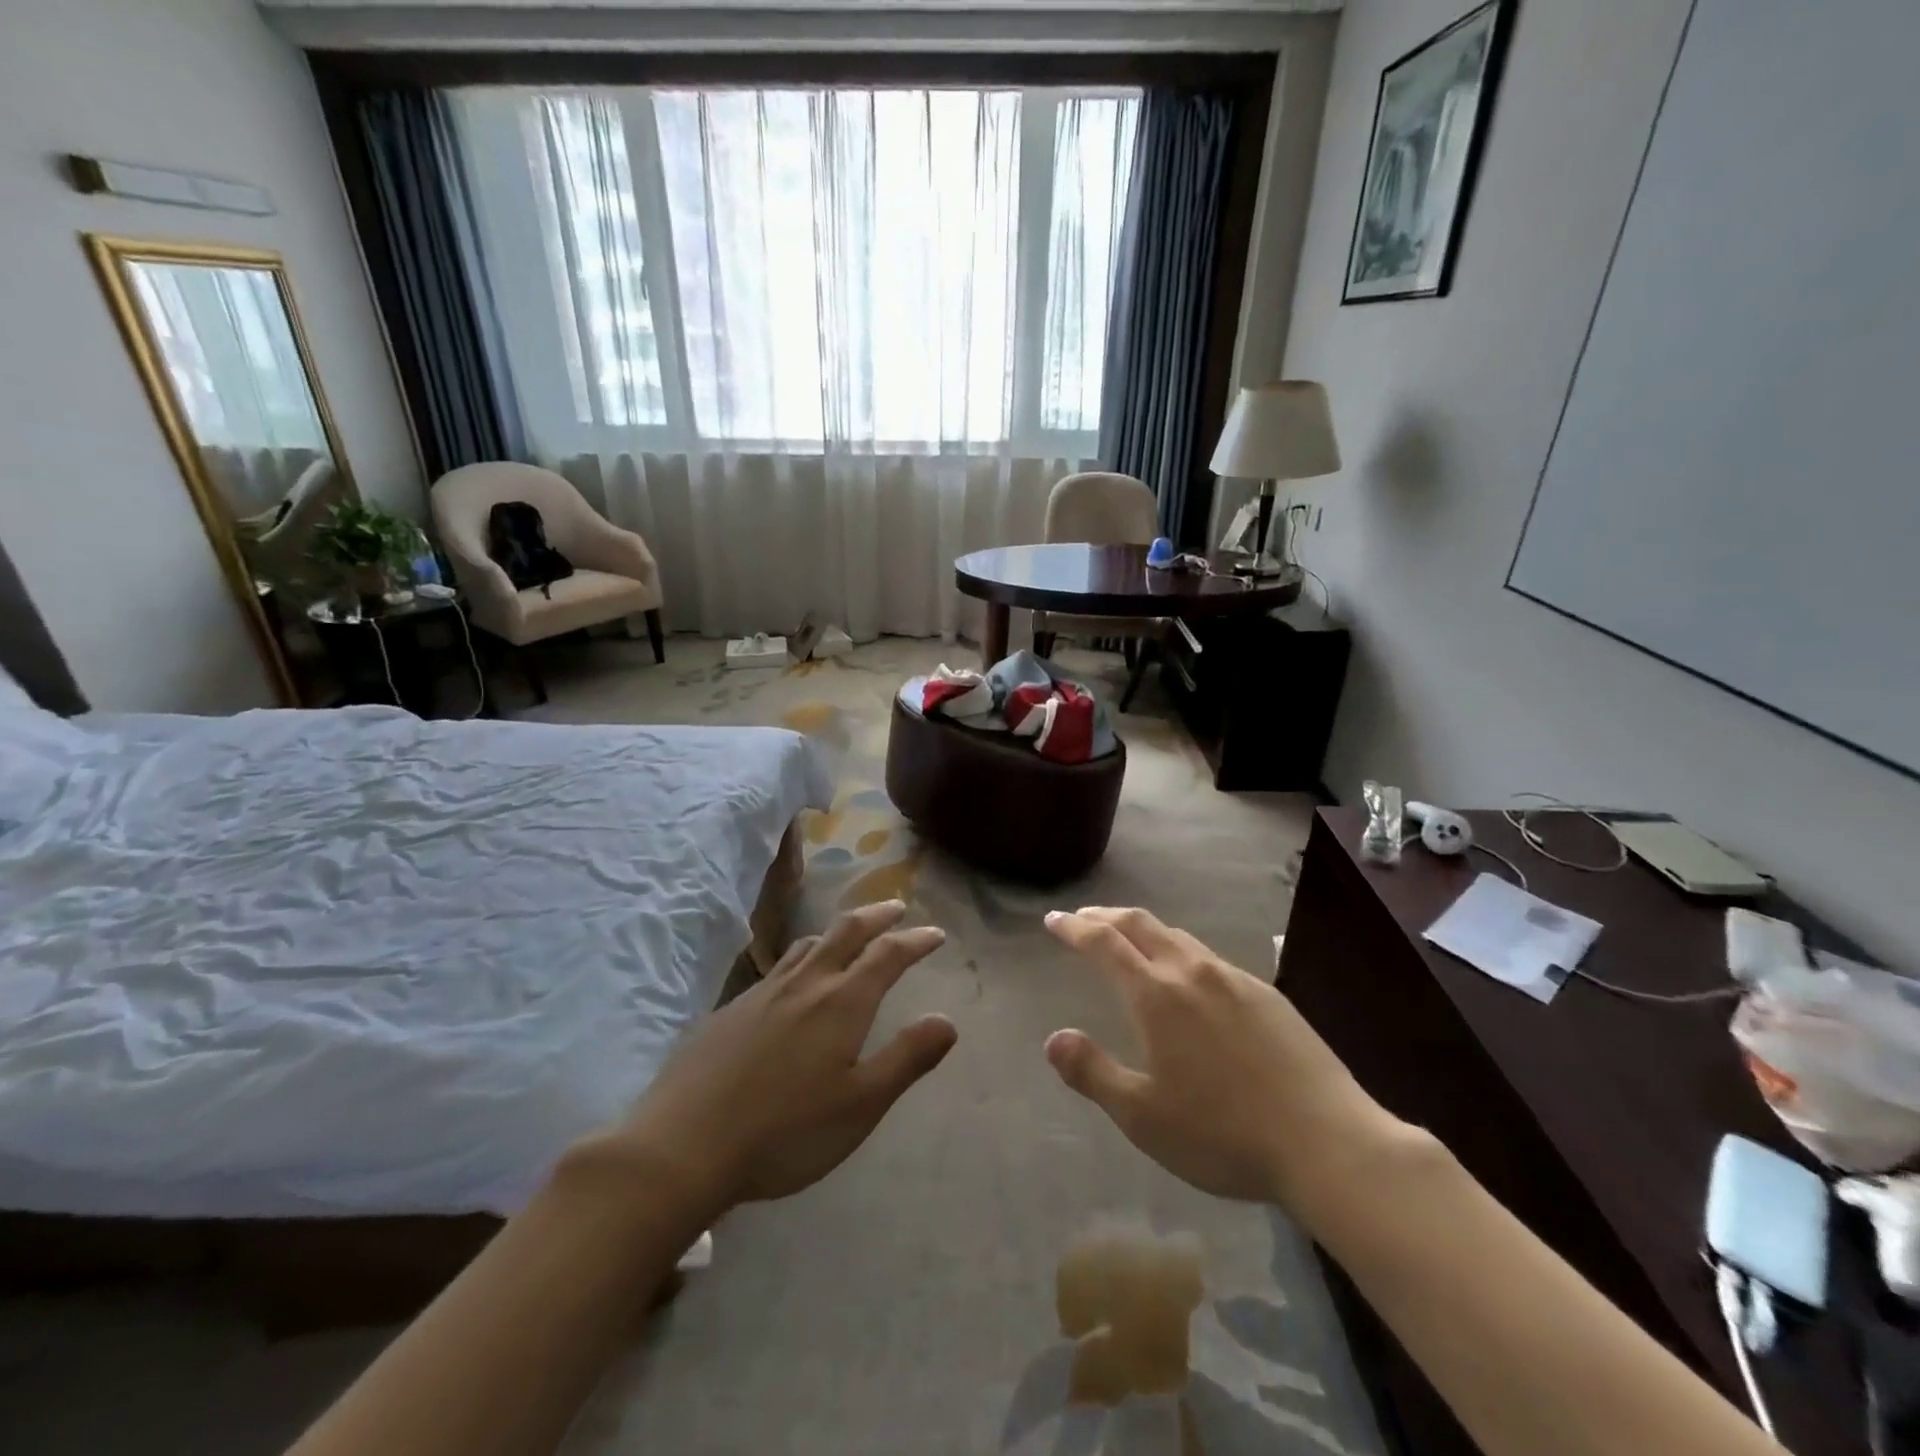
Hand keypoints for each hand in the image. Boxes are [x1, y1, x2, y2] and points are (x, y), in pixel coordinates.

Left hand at [595, 901, 957, 1213]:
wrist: (682, 1147)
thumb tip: (947, 1021)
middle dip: (876, 916)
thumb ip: (907, 1058)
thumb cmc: (785, 1132)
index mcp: (841, 1002)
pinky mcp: (730, 1010)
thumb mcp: (861, 1105)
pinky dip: (801, 958)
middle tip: (895, 908)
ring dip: (836, 932)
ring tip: (847, 936)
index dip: (915, 941)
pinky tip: (792, 984)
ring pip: (807, 945)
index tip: (935, 933)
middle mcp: (805, 984)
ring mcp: (762, 993)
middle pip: (845, 932)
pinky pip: (777, 968)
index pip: (887, 955)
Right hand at [1043, 907, 1409, 1216]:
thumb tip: (1053, 1038)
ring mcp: (1235, 979)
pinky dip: (1180, 951)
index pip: (1104, 943)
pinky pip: (1210, 957)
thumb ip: (1093, 1073)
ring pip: (1178, 936)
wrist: (1328, 1142)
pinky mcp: (1267, 994)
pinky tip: (1188, 977)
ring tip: (1130, 939)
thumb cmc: (1223, 1133)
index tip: (1054, 920)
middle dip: (1106, 916)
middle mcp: (1192, 972)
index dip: (1075, 928)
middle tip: (1084, 918)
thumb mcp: (1143, 1116)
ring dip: (1144, 930)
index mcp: (1157, 995)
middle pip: (1140, 925)